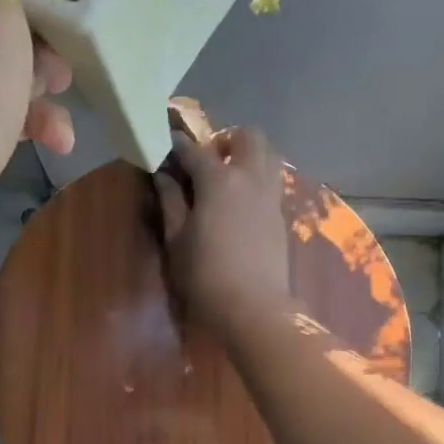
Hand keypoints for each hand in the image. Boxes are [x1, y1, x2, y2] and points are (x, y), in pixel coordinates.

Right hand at [154, 127, 292, 339]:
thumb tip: (163, 176)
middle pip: (248, 136)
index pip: (196, 150)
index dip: (178, 145)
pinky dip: (257, 178)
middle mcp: (250, 177)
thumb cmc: (204, 276)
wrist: (253, 308)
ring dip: (248, 155)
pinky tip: (240, 202)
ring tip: (228, 178)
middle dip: (226, 140)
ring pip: (268, 154)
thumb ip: (171, 202)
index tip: (166, 146)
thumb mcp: (176, 240)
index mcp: (219, 180)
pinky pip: (272, 180)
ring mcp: (270, 195)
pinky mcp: (281, 215)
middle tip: (207, 161)